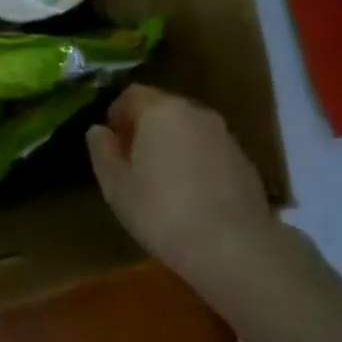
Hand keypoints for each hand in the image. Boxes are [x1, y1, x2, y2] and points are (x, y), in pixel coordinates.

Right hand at [86, 84, 277, 281]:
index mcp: (160, 111)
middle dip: (144, 128)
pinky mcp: (243, 160)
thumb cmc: (161, 212)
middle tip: (131, 162)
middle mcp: (195, 113)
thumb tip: (98, 130)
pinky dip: (194, 161)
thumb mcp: (116, 186)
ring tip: (159, 180)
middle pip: (162, 108)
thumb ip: (102, 151)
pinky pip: (208, 149)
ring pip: (187, 129)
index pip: (132, 95)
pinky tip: (189, 194)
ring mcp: (224, 135)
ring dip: (170, 144)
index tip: (110, 142)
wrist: (232, 246)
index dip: (116, 114)